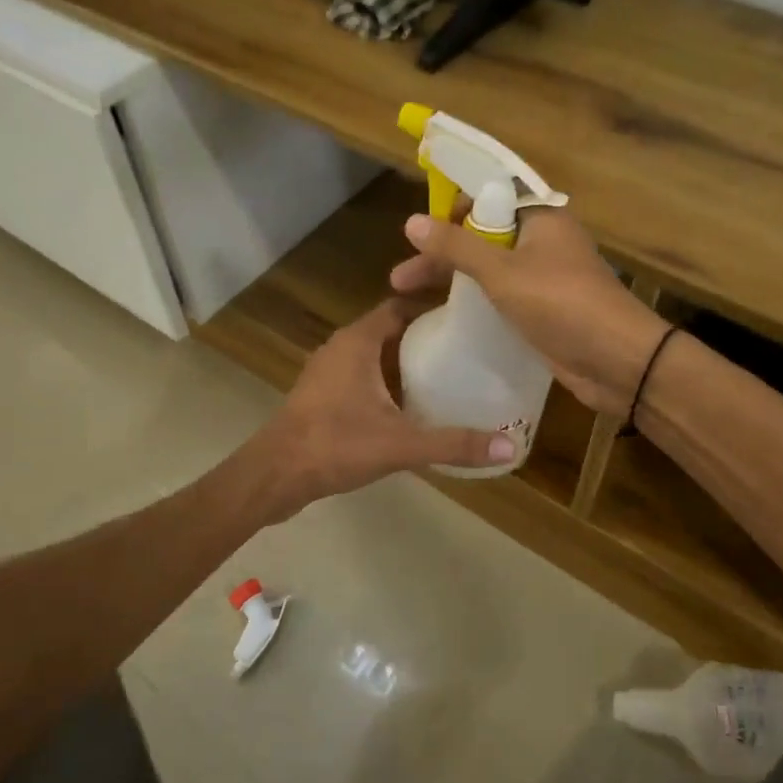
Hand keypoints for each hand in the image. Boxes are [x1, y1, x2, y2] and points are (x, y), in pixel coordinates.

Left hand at [251, 298, 514, 517]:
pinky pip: (360, 377)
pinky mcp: (320, 395)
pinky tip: (408, 407)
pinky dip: (384, 383)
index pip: (399, 307)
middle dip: (423, 338)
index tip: (465, 320)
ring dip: (403, 363)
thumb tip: (509, 445)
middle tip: (464, 351)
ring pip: (373, 356)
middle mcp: (340, 347)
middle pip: (389, 330)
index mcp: (358, 341)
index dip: (431, 308)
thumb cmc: (335, 444)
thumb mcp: (401, 443)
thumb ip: (454, 443)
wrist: (274, 475)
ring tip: (445, 377)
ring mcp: (326, 372)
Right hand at [390, 208, 669, 416]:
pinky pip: (502, 295)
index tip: (420, 230)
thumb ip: (456, 247)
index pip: (490, 195)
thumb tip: (411, 221)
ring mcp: (545, 277)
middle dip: (442, 252)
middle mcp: (543, 241)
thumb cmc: (561, 304)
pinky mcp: (545, 309)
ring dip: (454, 278)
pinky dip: (475, 300)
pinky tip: (446, 316)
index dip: (454, 208)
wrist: (618, 361)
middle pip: (483, 235)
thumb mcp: (502, 272)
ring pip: (490, 267)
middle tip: (401, 277)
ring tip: (408, 297)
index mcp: (541, 217)